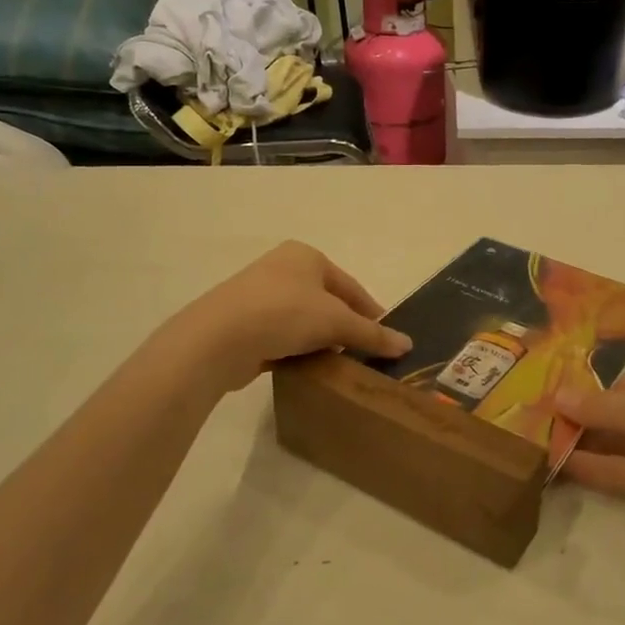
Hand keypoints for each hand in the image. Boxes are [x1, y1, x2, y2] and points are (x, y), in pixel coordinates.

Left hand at [171, 241, 410, 392]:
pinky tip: (307, 368)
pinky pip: (281, 335)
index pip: (350, 286)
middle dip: (345, 327)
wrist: (218, 338)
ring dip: (321, 340)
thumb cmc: (285, 313)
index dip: (372, 312)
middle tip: (364, 354)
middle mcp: (282, 268)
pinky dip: (296, 349)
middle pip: (327, 301)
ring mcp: (259, 295)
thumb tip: (407, 345)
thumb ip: (372, 334)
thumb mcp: (336, 322)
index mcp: (306, 256)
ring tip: (338, 365)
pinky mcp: (243, 322)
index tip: (387, 338)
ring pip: (304, 319)